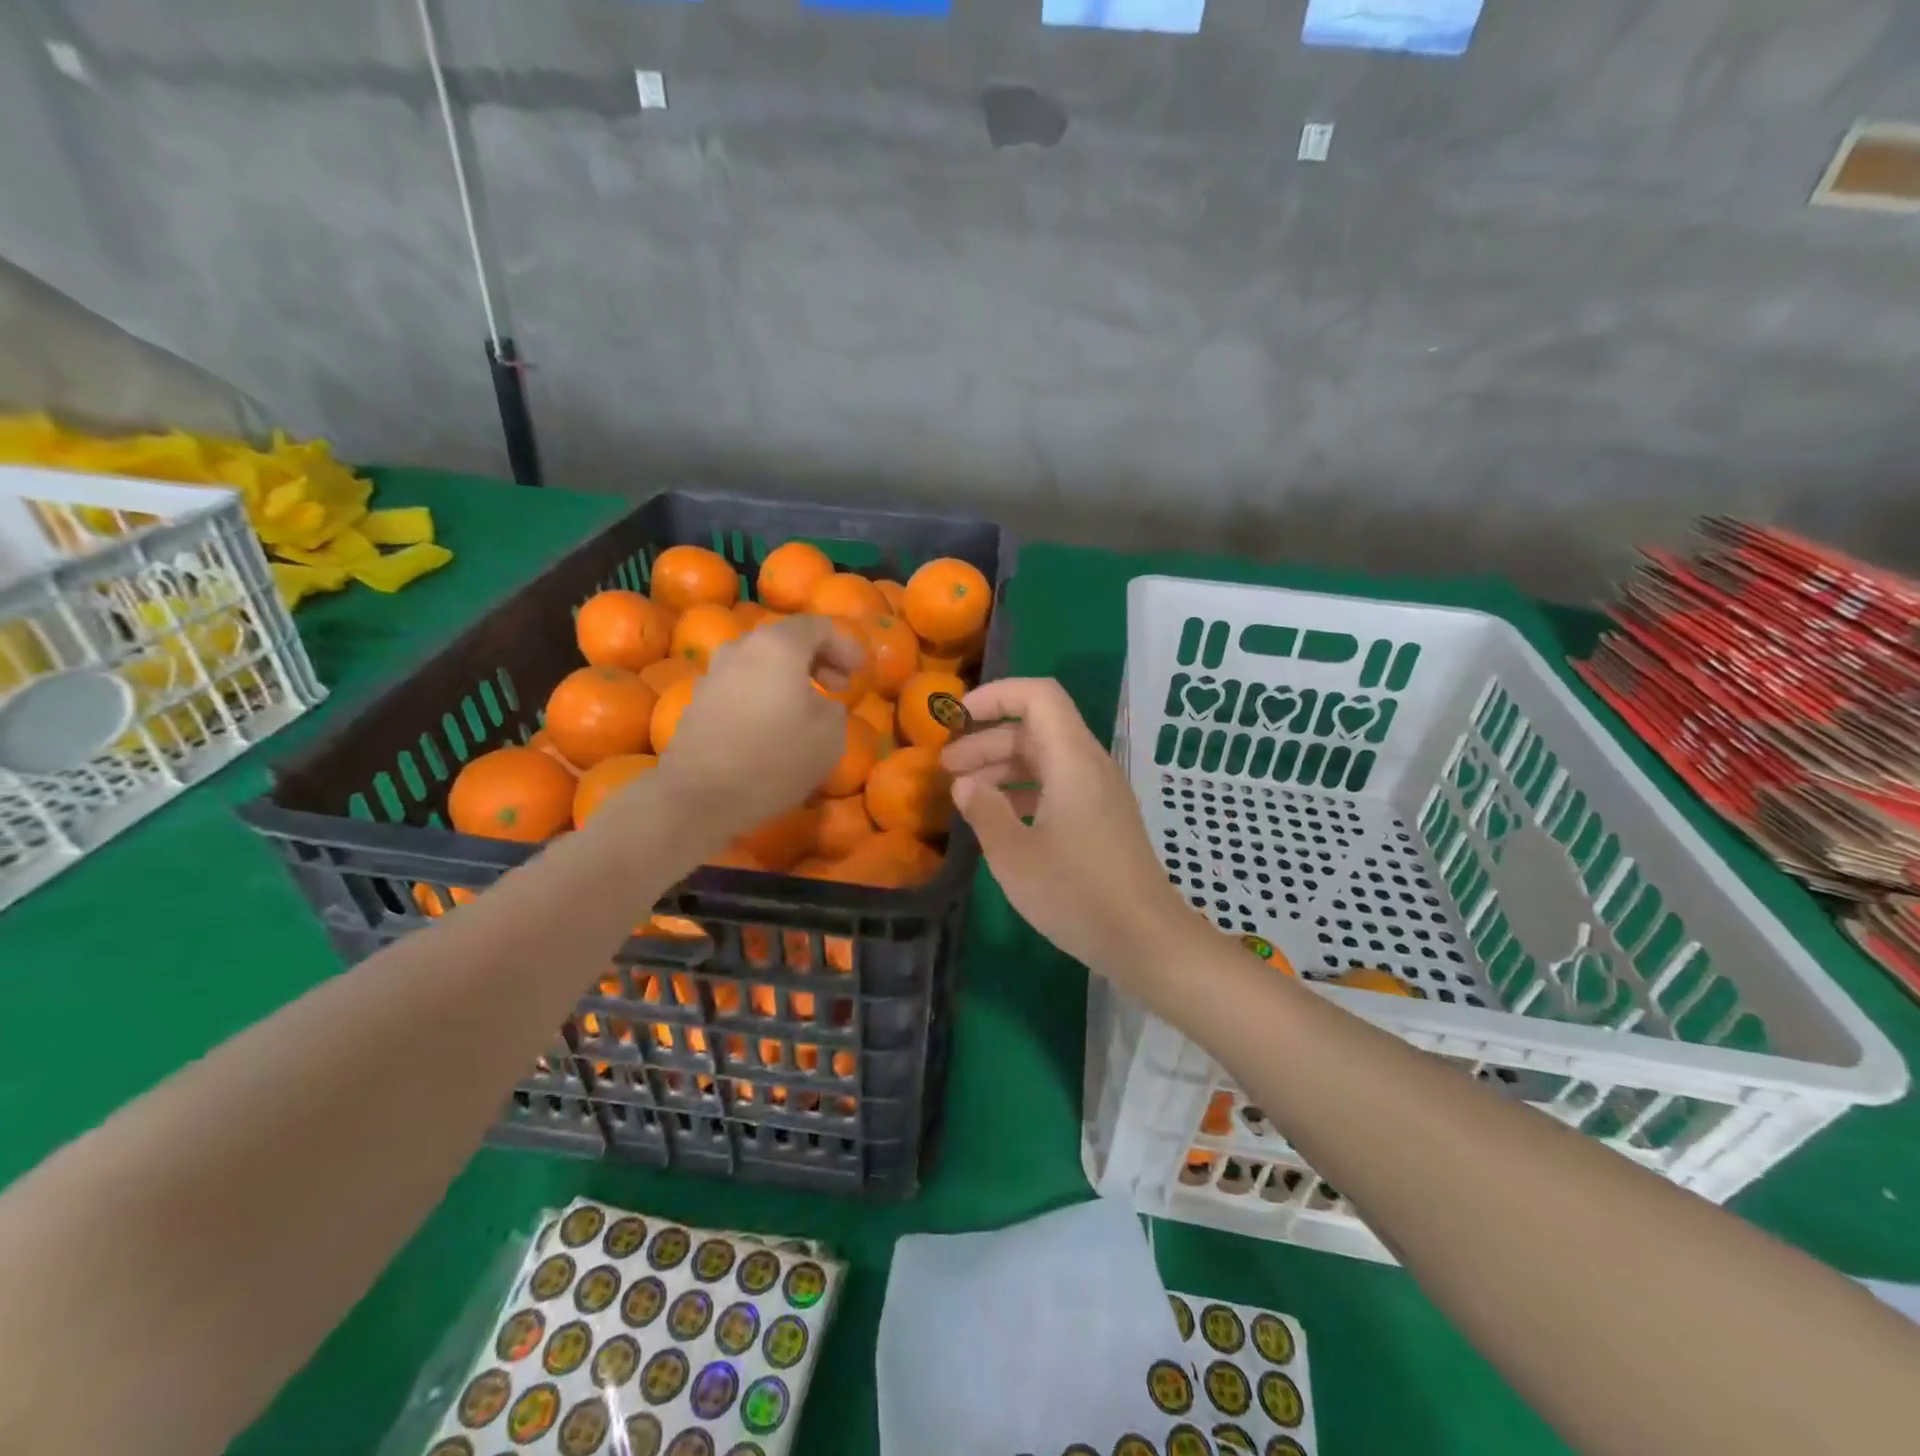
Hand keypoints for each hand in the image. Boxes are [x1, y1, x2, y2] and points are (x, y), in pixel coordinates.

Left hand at [654, 614, 863, 838]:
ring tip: (807, 705)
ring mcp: (715, 673)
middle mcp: (742, 648)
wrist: (699, 795)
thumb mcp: (829, 736)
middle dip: (817, 658)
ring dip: (788, 676)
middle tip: (839, 685)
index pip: (817, 626)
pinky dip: (764, 693)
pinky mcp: (699, 701)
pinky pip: (742, 685)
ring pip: (760, 662)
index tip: (861, 671)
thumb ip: (834, 708)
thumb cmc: (774, 758)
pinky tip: (773, 724)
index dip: (845, 645)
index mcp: (778, 646)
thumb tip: (821, 703)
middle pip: (786, 639)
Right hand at [940, 678, 1194, 985]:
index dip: (995, 696)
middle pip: (1036, 728)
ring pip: (1044, 758)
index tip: (957, 719)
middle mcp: (1089, 765)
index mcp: (1072, 760)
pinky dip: (1023, 790)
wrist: (1146, 940)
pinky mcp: (1101, 818)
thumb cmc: (1077, 894)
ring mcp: (1099, 792)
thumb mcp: (1015, 856)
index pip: (1038, 696)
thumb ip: (984, 812)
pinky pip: (1057, 785)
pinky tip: (999, 818)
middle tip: (946, 767)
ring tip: (963, 793)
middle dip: (987, 739)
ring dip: (1002, 767)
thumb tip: (965, 785)